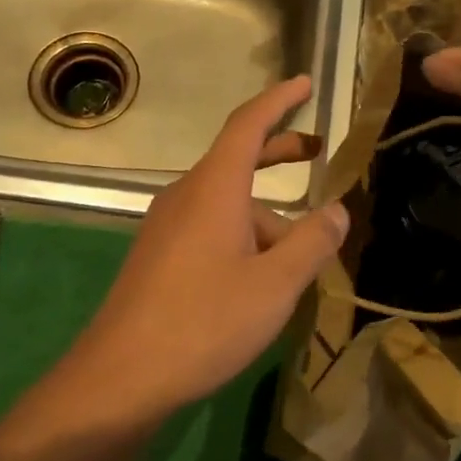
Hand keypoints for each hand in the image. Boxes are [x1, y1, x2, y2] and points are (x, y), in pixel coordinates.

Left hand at [66, 76, 347, 422]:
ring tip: (305, 255)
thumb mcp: (274, 285)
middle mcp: (186, 196)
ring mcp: (167, 228)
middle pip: (237, 160)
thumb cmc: (204, 323)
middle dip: (279, 153)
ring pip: (227, 205)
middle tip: (318, 153)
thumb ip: (312, 242)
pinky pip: (210, 229)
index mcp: (213, 188)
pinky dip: (244, 237)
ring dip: (268, 217)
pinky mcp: (159, 258)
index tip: (305, 83)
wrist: (121, 377)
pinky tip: (264, 278)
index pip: (248, 125)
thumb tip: (338, 210)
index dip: (279, 101)